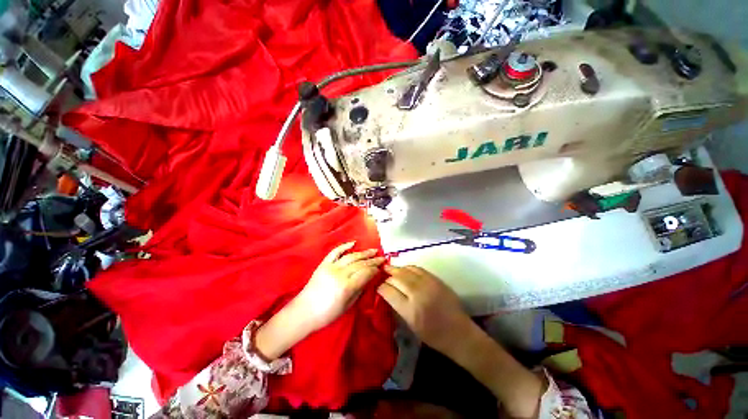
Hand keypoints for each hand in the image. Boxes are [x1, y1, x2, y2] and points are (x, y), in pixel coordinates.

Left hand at [294, 241, 384, 332]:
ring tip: (373, 251)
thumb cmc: (327, 314)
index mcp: (346, 287)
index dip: (375, 270)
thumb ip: (359, 290)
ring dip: (363, 253)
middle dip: (373, 260)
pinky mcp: (323, 264)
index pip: (365, 273)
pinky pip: (335, 252)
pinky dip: (344, 246)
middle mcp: (339, 274)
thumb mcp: (347, 306)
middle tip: (382, 257)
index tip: (381, 268)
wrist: (304, 312)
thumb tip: (370, 278)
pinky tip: (353, 243)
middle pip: (360, 264)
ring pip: (351, 256)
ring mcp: (331, 267)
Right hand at [377, 265, 472, 355]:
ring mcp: (428, 285)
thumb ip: (398, 307)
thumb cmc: (433, 335)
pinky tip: (404, 269)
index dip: (381, 287)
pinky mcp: (436, 280)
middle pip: (397, 278)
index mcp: (410, 310)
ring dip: (396, 269)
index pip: (389, 292)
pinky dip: (409, 267)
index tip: (377, 286)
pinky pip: (418, 269)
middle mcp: (418, 294)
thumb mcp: (411, 326)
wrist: (459, 333)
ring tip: (390, 268)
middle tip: (381, 274)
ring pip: (407, 271)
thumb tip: (388, 293)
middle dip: (387, 275)